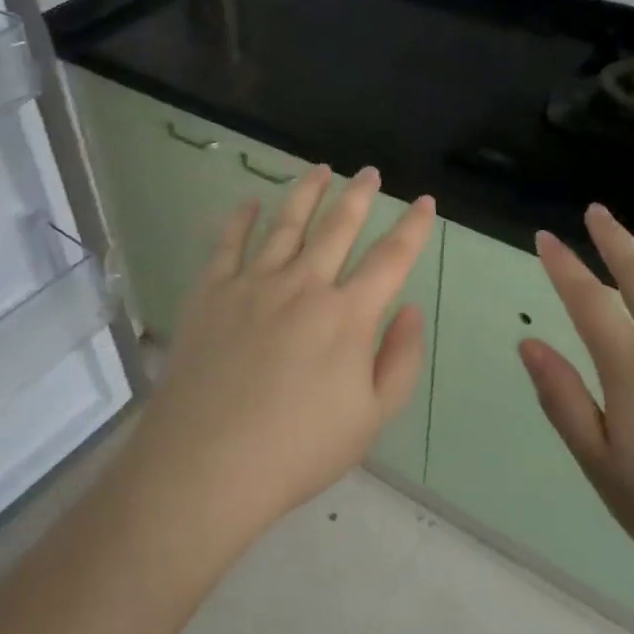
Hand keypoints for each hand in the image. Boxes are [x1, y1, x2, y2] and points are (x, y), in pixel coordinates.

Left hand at [129, 165, 437, 538]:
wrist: (208, 464)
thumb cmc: (298, 450)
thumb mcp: (371, 418)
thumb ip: (400, 360)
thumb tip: (410, 308)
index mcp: (347, 315)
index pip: (391, 258)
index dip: (414, 227)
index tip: (425, 202)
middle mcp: (303, 285)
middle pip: (338, 227)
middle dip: (359, 195)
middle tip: (370, 172)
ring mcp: (253, 283)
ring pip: (286, 223)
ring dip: (307, 192)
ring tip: (320, 169)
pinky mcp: (211, 292)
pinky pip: (228, 243)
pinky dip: (241, 218)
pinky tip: (249, 202)